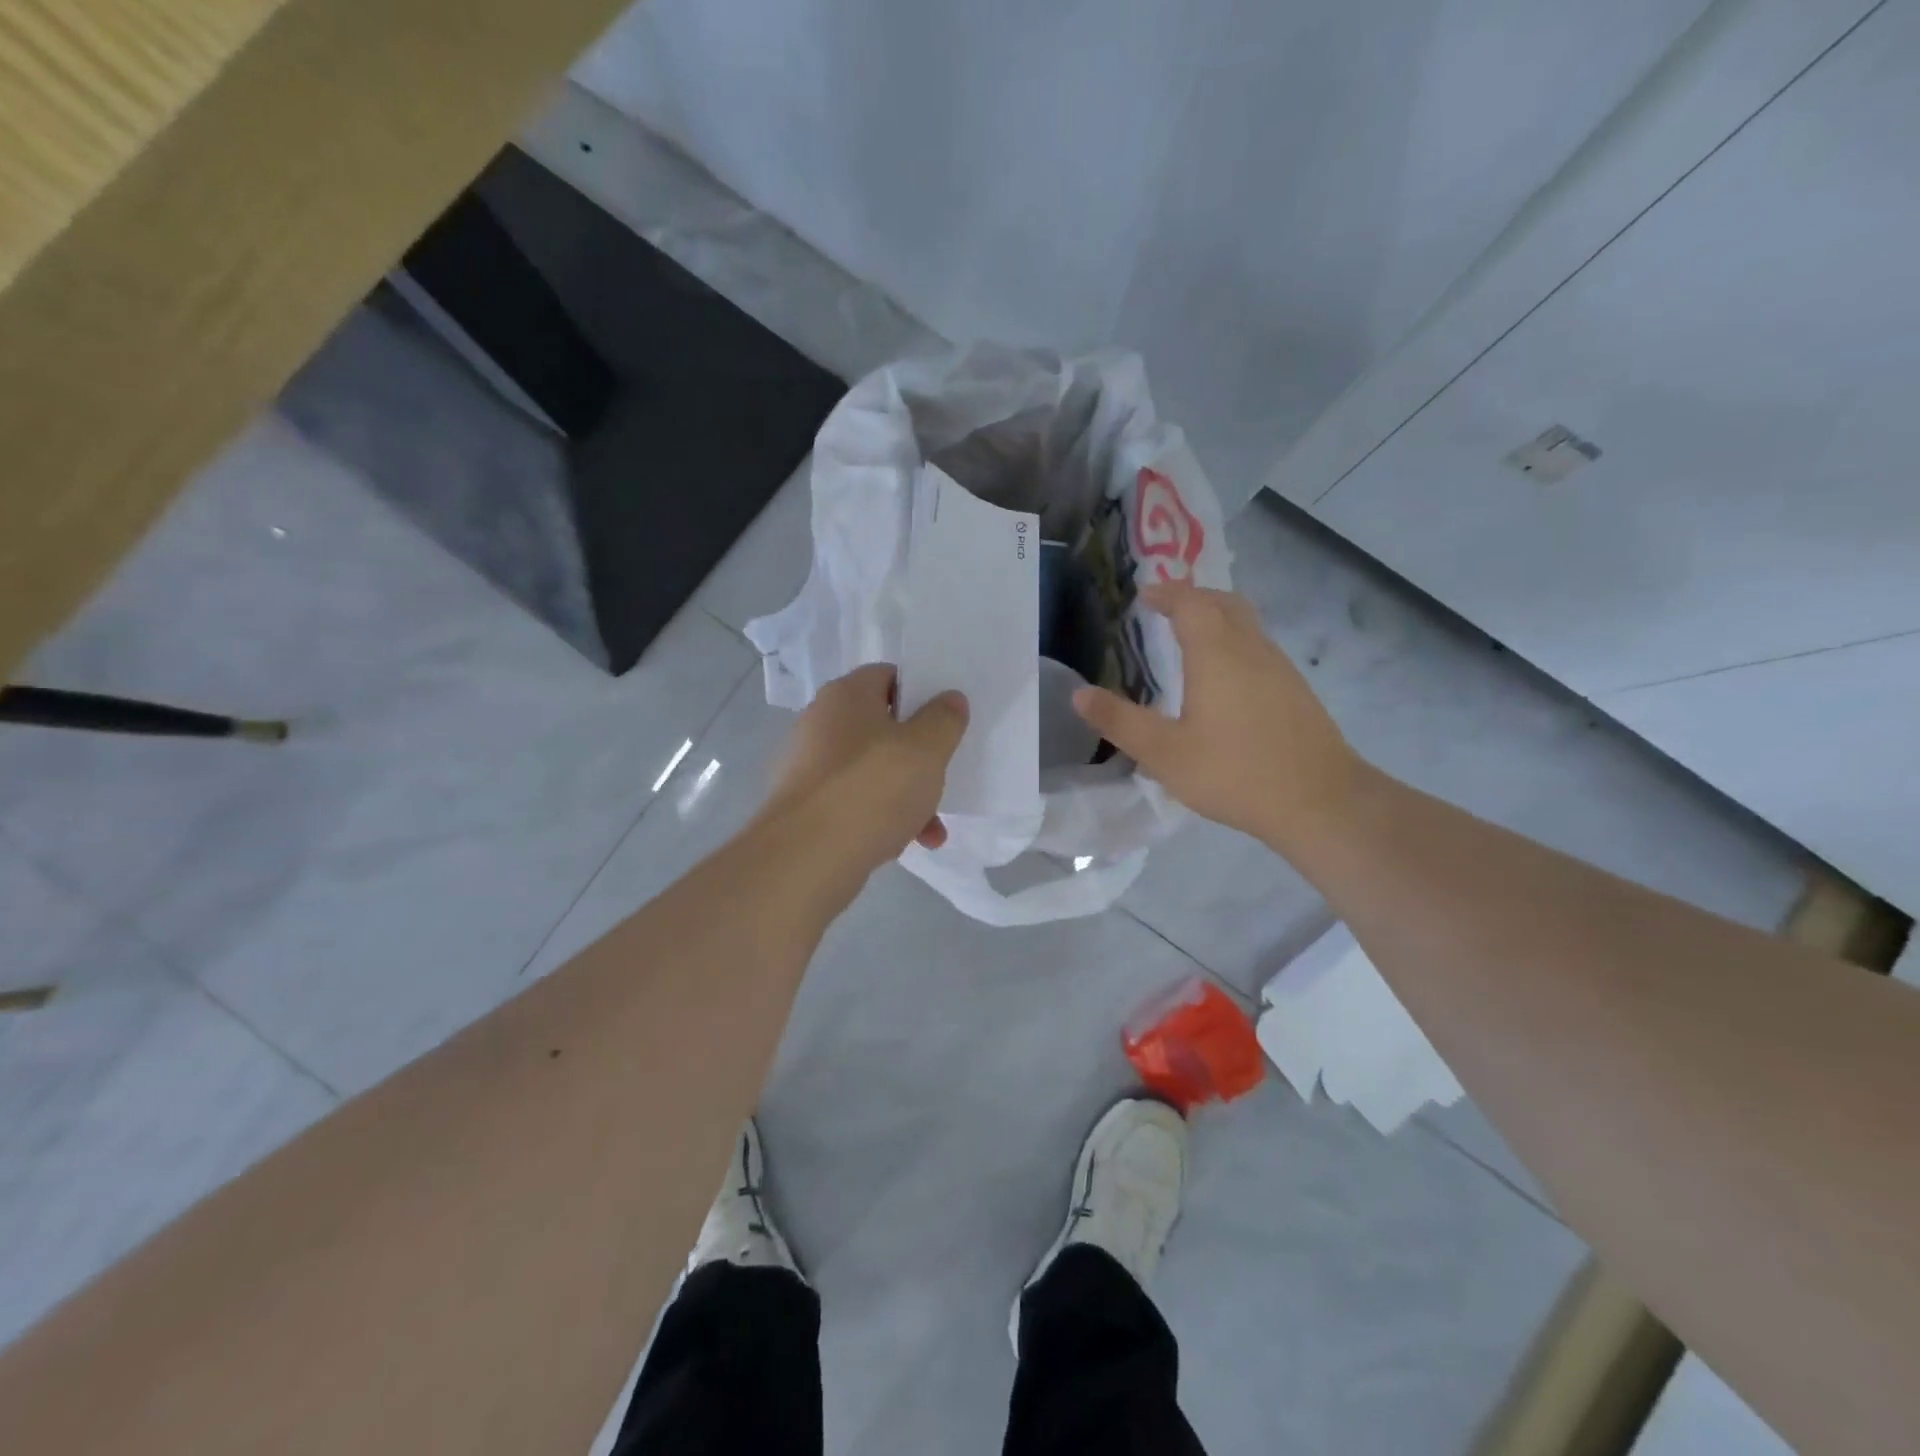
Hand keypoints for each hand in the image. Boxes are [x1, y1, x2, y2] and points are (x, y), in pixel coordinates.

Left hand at [761, 663, 968, 874]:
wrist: (807, 857)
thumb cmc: (872, 788)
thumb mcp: (926, 749)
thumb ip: (944, 719)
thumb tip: (949, 699)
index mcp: (846, 695)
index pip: (889, 676)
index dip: (921, 693)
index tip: (947, 720)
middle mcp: (821, 723)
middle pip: (883, 729)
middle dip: (918, 757)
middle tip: (942, 776)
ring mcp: (809, 767)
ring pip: (872, 771)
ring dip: (906, 796)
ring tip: (932, 830)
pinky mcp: (805, 807)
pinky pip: (854, 803)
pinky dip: (881, 818)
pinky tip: (903, 845)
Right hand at [1073, 582, 1363, 852]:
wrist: (1320, 801)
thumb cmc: (1234, 772)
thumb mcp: (1164, 752)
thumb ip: (1119, 721)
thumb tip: (1079, 694)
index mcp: (1216, 654)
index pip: (1191, 603)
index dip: (1167, 593)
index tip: (1145, 596)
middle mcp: (1251, 649)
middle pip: (1224, 603)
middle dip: (1194, 597)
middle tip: (1166, 608)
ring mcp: (1280, 668)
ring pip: (1246, 624)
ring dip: (1217, 618)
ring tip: (1189, 638)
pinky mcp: (1295, 691)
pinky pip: (1259, 648)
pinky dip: (1234, 642)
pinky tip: (1223, 678)